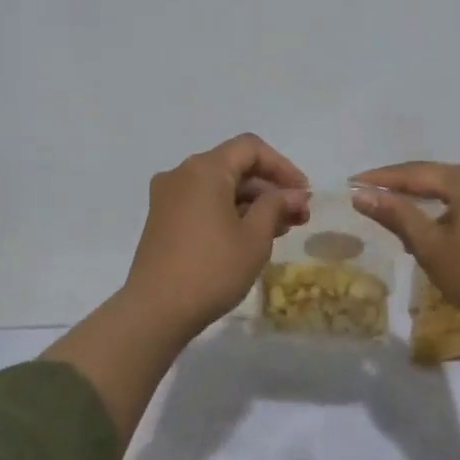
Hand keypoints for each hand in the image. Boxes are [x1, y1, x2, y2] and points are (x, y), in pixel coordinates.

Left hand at [120, 133, 309, 337]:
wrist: (155, 311)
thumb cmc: (212, 268)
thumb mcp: (255, 237)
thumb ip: (277, 206)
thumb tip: (294, 194)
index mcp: (204, 168)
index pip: (250, 148)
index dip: (283, 167)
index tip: (303, 194)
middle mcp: (182, 174)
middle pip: (234, 167)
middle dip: (270, 189)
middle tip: (299, 217)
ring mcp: (168, 198)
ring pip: (220, 188)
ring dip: (252, 203)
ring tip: (281, 230)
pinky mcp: (162, 221)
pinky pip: (203, 204)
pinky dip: (230, 213)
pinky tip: (251, 237)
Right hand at [351, 162, 459, 342]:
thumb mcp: (430, 246)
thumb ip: (397, 215)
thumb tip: (362, 194)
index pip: (416, 173)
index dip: (382, 179)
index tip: (353, 183)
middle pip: (439, 178)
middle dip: (406, 189)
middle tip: (374, 196)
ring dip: (431, 202)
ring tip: (404, 217)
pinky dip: (455, 211)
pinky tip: (443, 228)